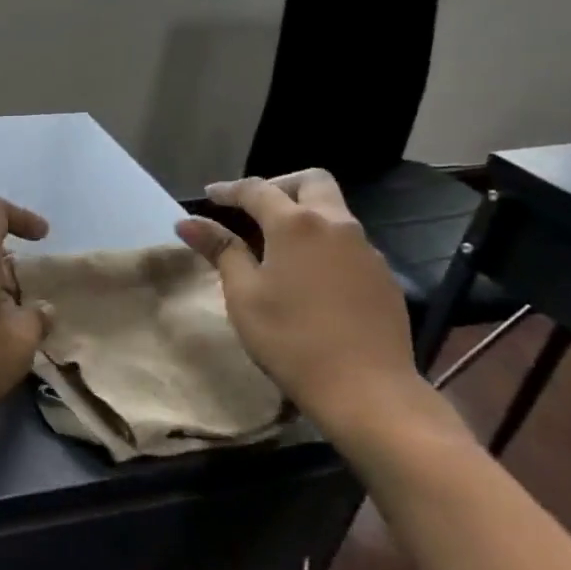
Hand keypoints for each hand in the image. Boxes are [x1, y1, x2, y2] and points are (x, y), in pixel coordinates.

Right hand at [175, 170, 438, 445]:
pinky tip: (308, 275)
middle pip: (311, 181)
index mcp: (295, 225)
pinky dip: (322, 242)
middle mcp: (336, 225)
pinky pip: (348, 242)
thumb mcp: (243, 294)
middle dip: (278, 186)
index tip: (208, 195)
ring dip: (303, 213)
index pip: (257, 190)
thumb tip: (188, 222)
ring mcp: (365, 250)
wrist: (366, 388)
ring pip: (334, 211)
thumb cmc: (290, 338)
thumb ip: (220, 250)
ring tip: (276, 244)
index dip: (229, 190)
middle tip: (252, 208)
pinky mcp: (383, 276)